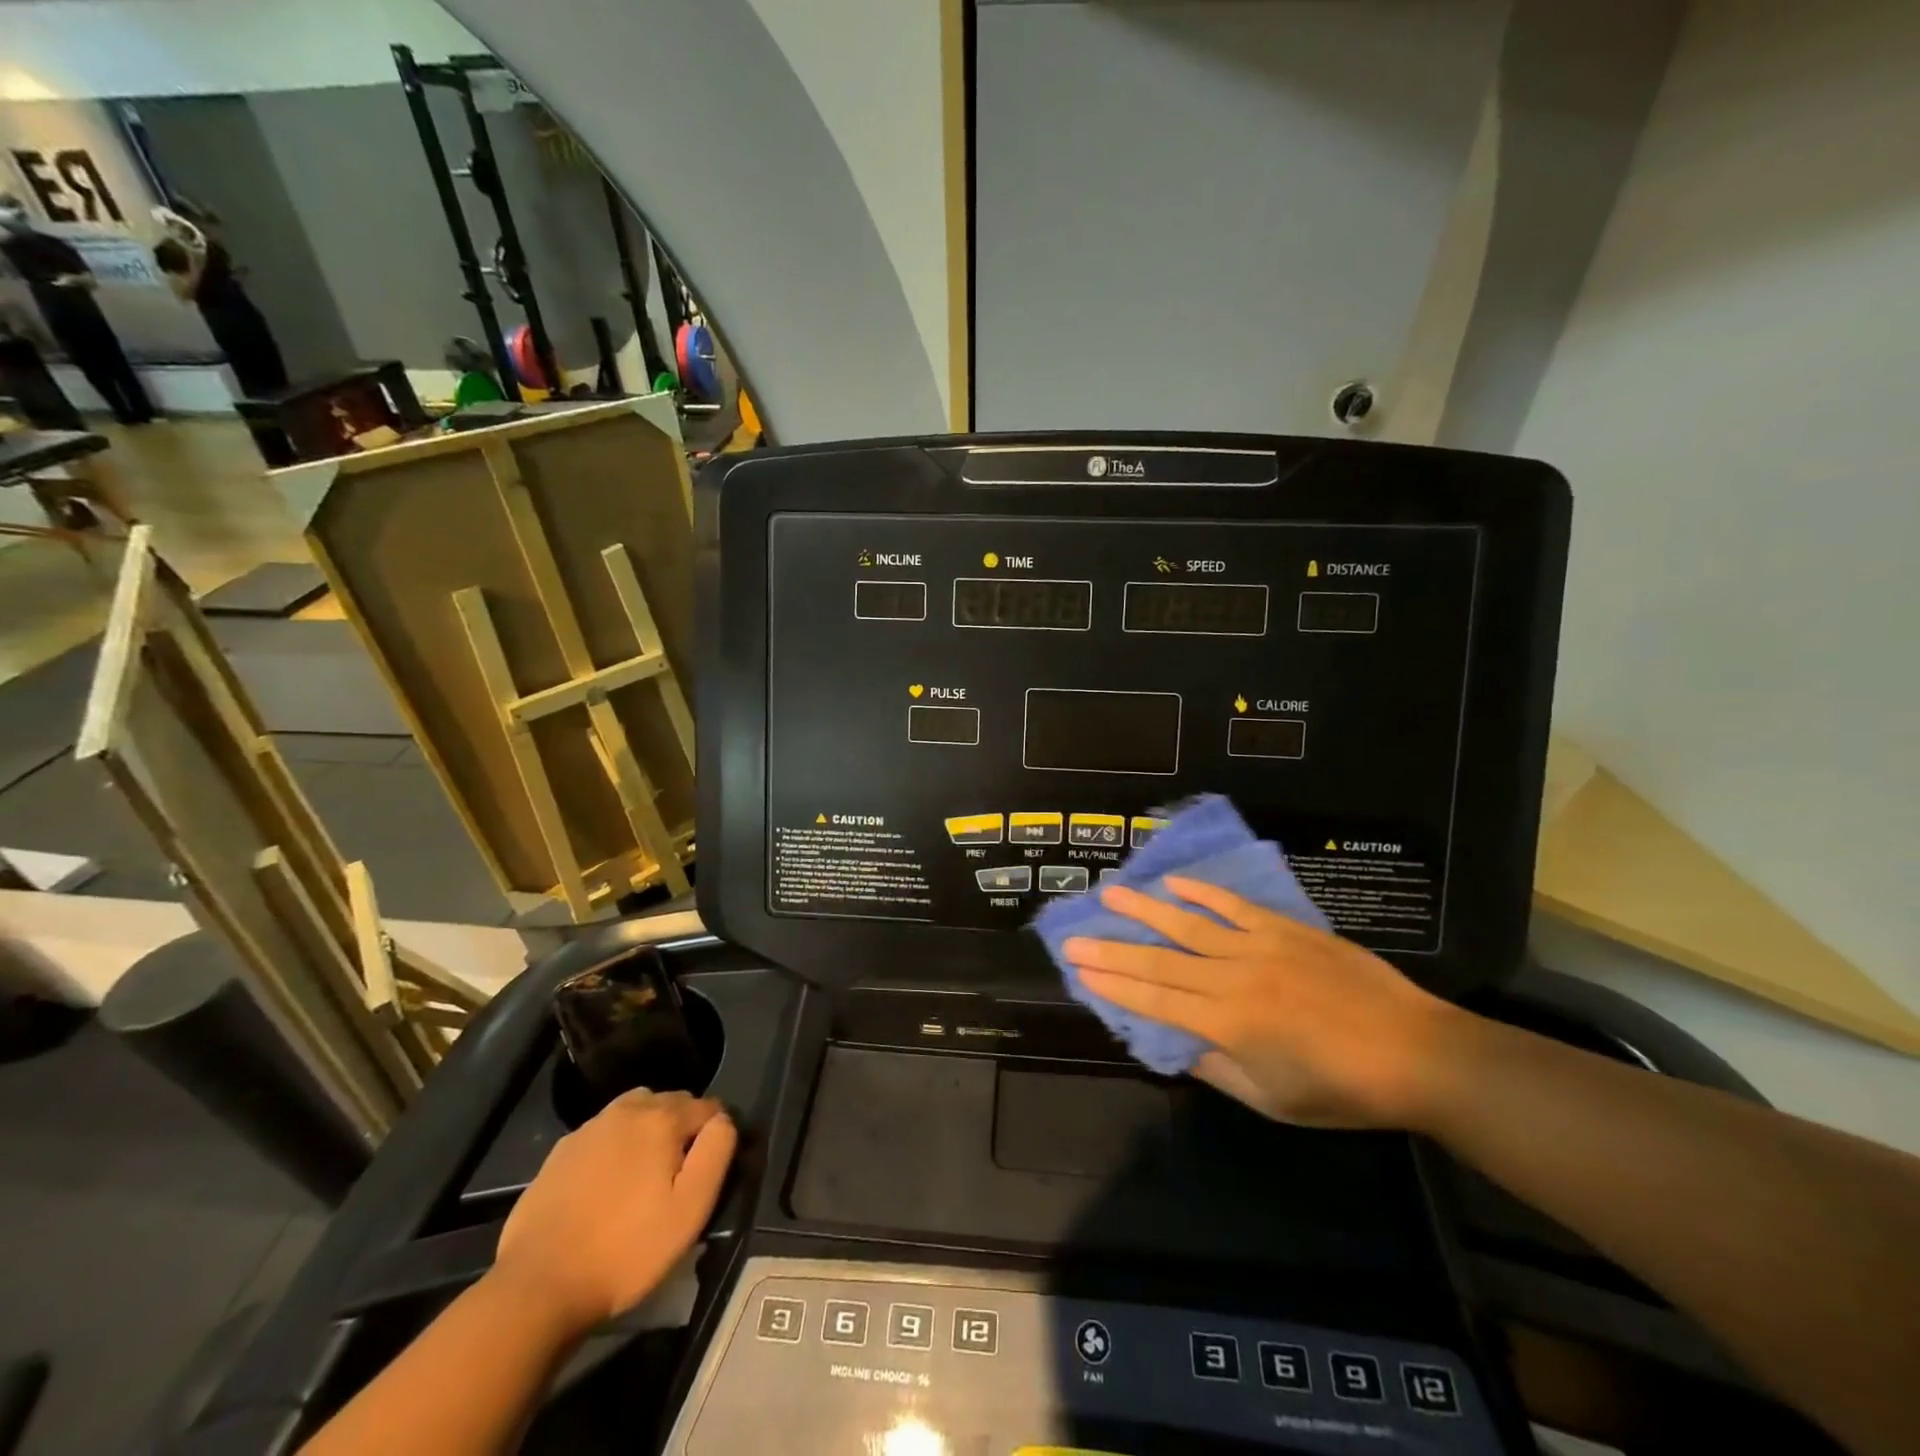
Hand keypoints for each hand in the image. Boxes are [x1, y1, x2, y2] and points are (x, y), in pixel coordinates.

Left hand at [492, 1089, 735, 1332]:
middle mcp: (626, 1109)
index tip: (707, 1172)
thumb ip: (717, 1151)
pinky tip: (606, 1186)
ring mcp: (588, 1129)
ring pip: (634, 1112)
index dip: (714, 1136)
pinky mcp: (559, 1153)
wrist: (538, 1287)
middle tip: (677, 1176)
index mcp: (662, 1118)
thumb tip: (722, 1120)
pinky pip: (602, 1134)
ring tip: (643, 1176)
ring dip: (647, 1131)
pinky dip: (613, 1148)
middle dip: (681, 1128)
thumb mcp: (691, 1208)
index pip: (708, 1107)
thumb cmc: (626, 1250)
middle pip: (670, 1103)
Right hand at [1064, 877, 1462, 1128]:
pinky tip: (1175, 883)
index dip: (1113, 986)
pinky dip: (1202, 894)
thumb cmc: (1342, 1089)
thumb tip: (1175, 1045)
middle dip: (1112, 949)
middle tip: (1073, 936)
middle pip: (1160, 960)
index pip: (1154, 1000)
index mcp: (1227, 1024)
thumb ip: (1218, 1069)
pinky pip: (1235, 906)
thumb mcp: (1273, 1100)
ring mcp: (1259, 948)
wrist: (1416, 1053)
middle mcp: (1233, 979)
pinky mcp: (1286, 930)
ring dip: (1145, 910)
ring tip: (1110, 894)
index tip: (1079, 971)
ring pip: (1189, 925)